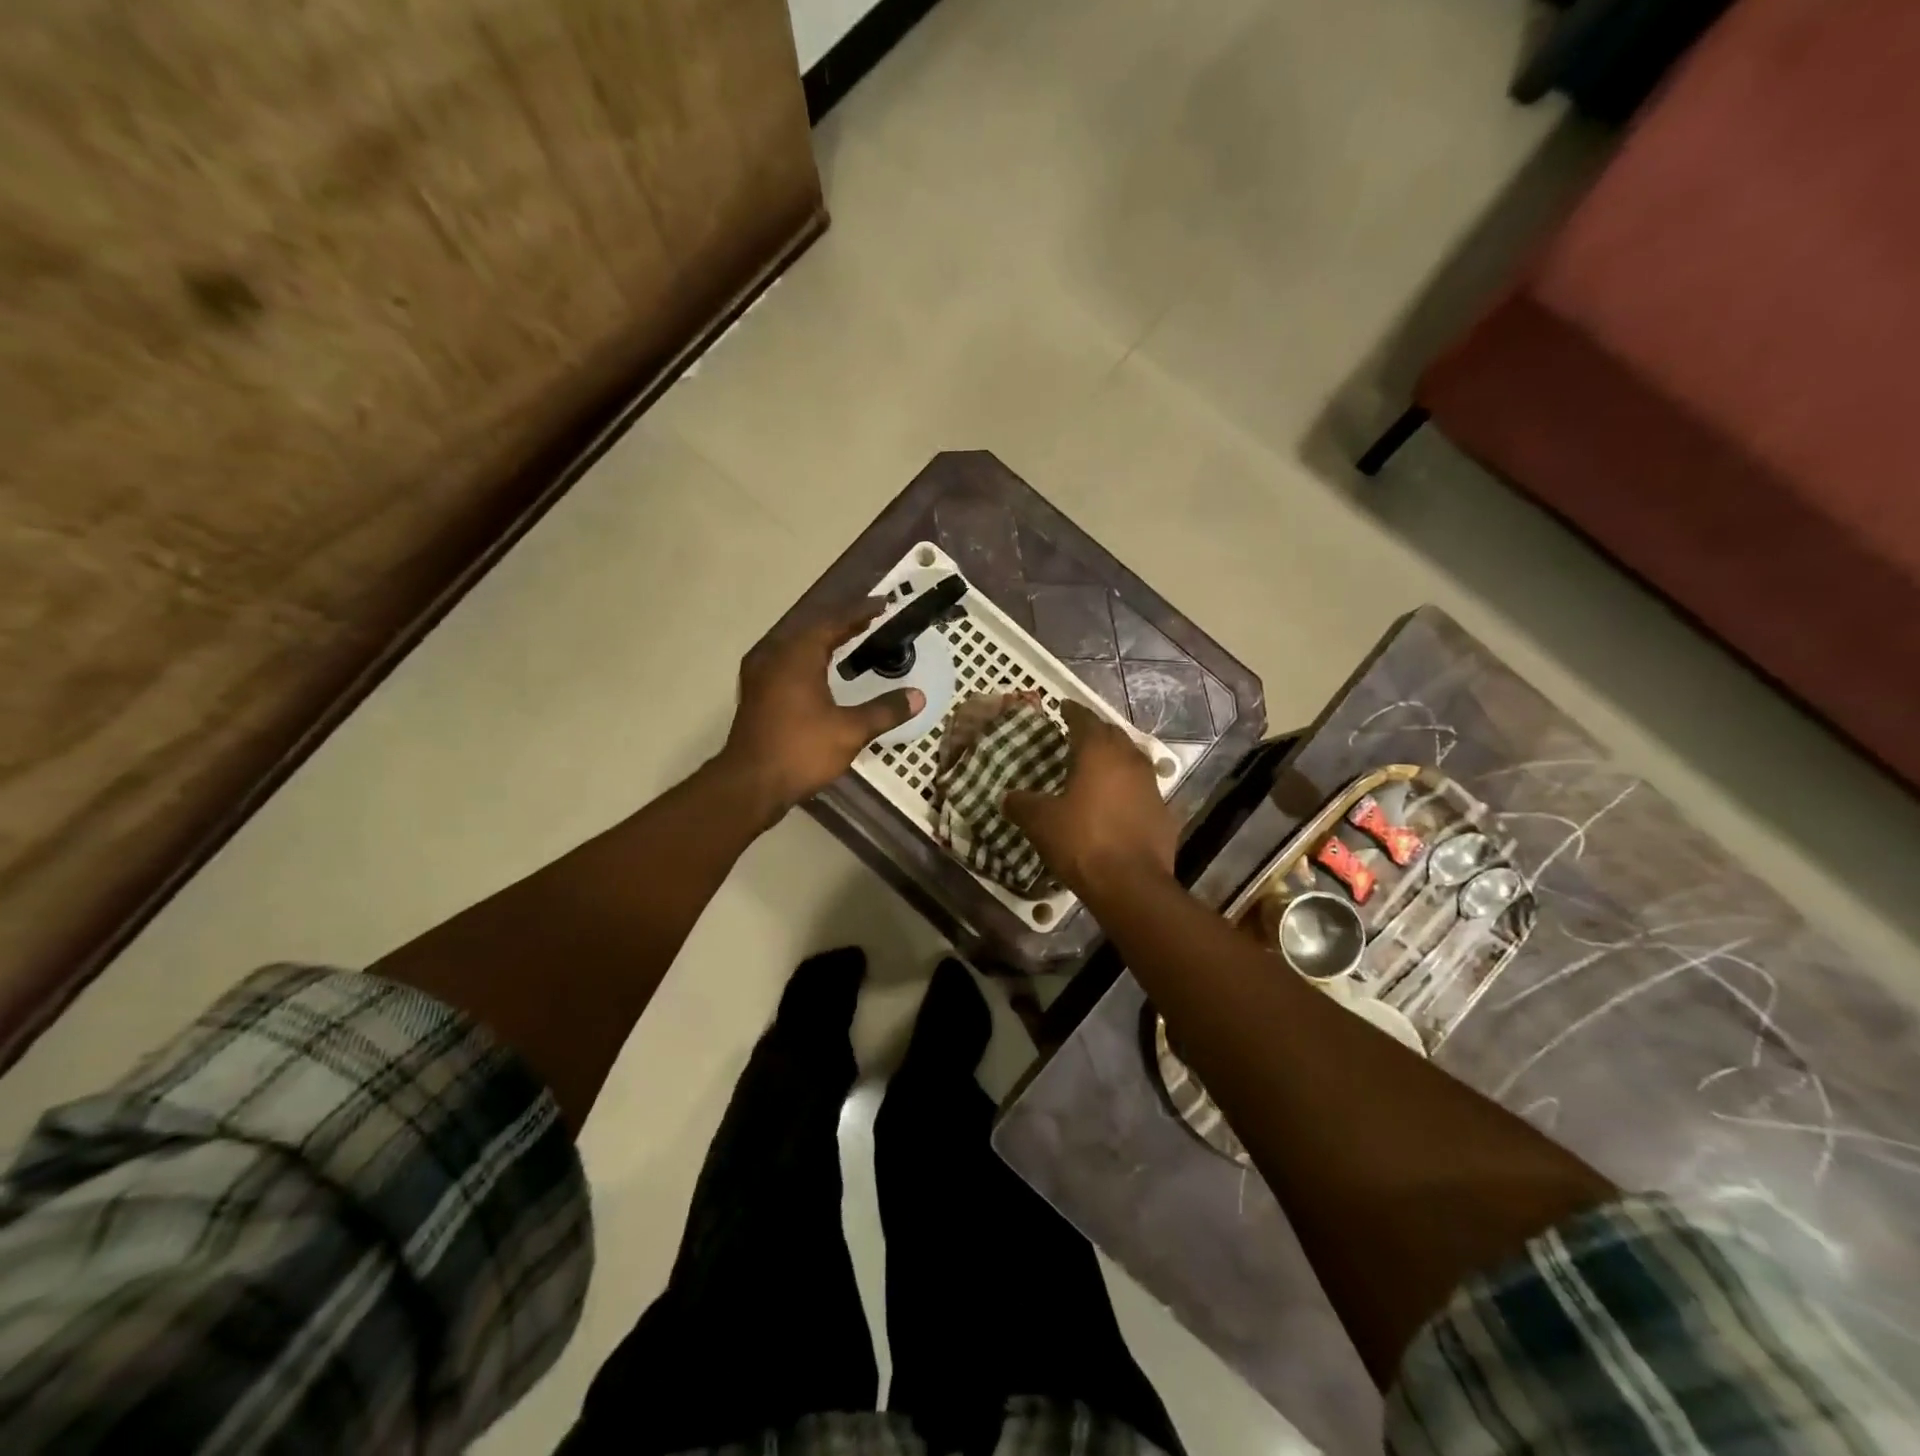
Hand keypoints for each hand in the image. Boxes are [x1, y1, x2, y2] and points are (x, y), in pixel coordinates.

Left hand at [717, 601, 923, 821]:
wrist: (750, 784)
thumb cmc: (801, 750)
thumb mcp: (850, 731)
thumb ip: (885, 710)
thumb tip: (918, 697)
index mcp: (798, 656)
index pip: (833, 622)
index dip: (860, 612)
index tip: (883, 604)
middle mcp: (775, 656)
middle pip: (812, 629)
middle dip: (842, 623)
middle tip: (870, 620)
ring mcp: (760, 675)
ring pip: (795, 645)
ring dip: (823, 640)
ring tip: (848, 639)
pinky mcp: (755, 694)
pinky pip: (786, 662)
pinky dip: (808, 658)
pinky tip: (818, 671)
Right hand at [1003, 700, 1177, 897]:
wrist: (1130, 884)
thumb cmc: (1082, 841)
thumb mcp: (1041, 822)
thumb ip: (1022, 804)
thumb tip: (1007, 797)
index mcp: (1099, 753)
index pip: (1085, 720)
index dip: (1072, 712)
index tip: (1063, 707)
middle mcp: (1129, 761)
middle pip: (1113, 735)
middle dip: (1095, 732)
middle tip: (1077, 735)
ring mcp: (1151, 787)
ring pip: (1132, 760)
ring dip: (1115, 758)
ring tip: (1097, 766)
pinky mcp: (1164, 814)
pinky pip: (1142, 790)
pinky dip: (1127, 789)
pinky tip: (1116, 802)